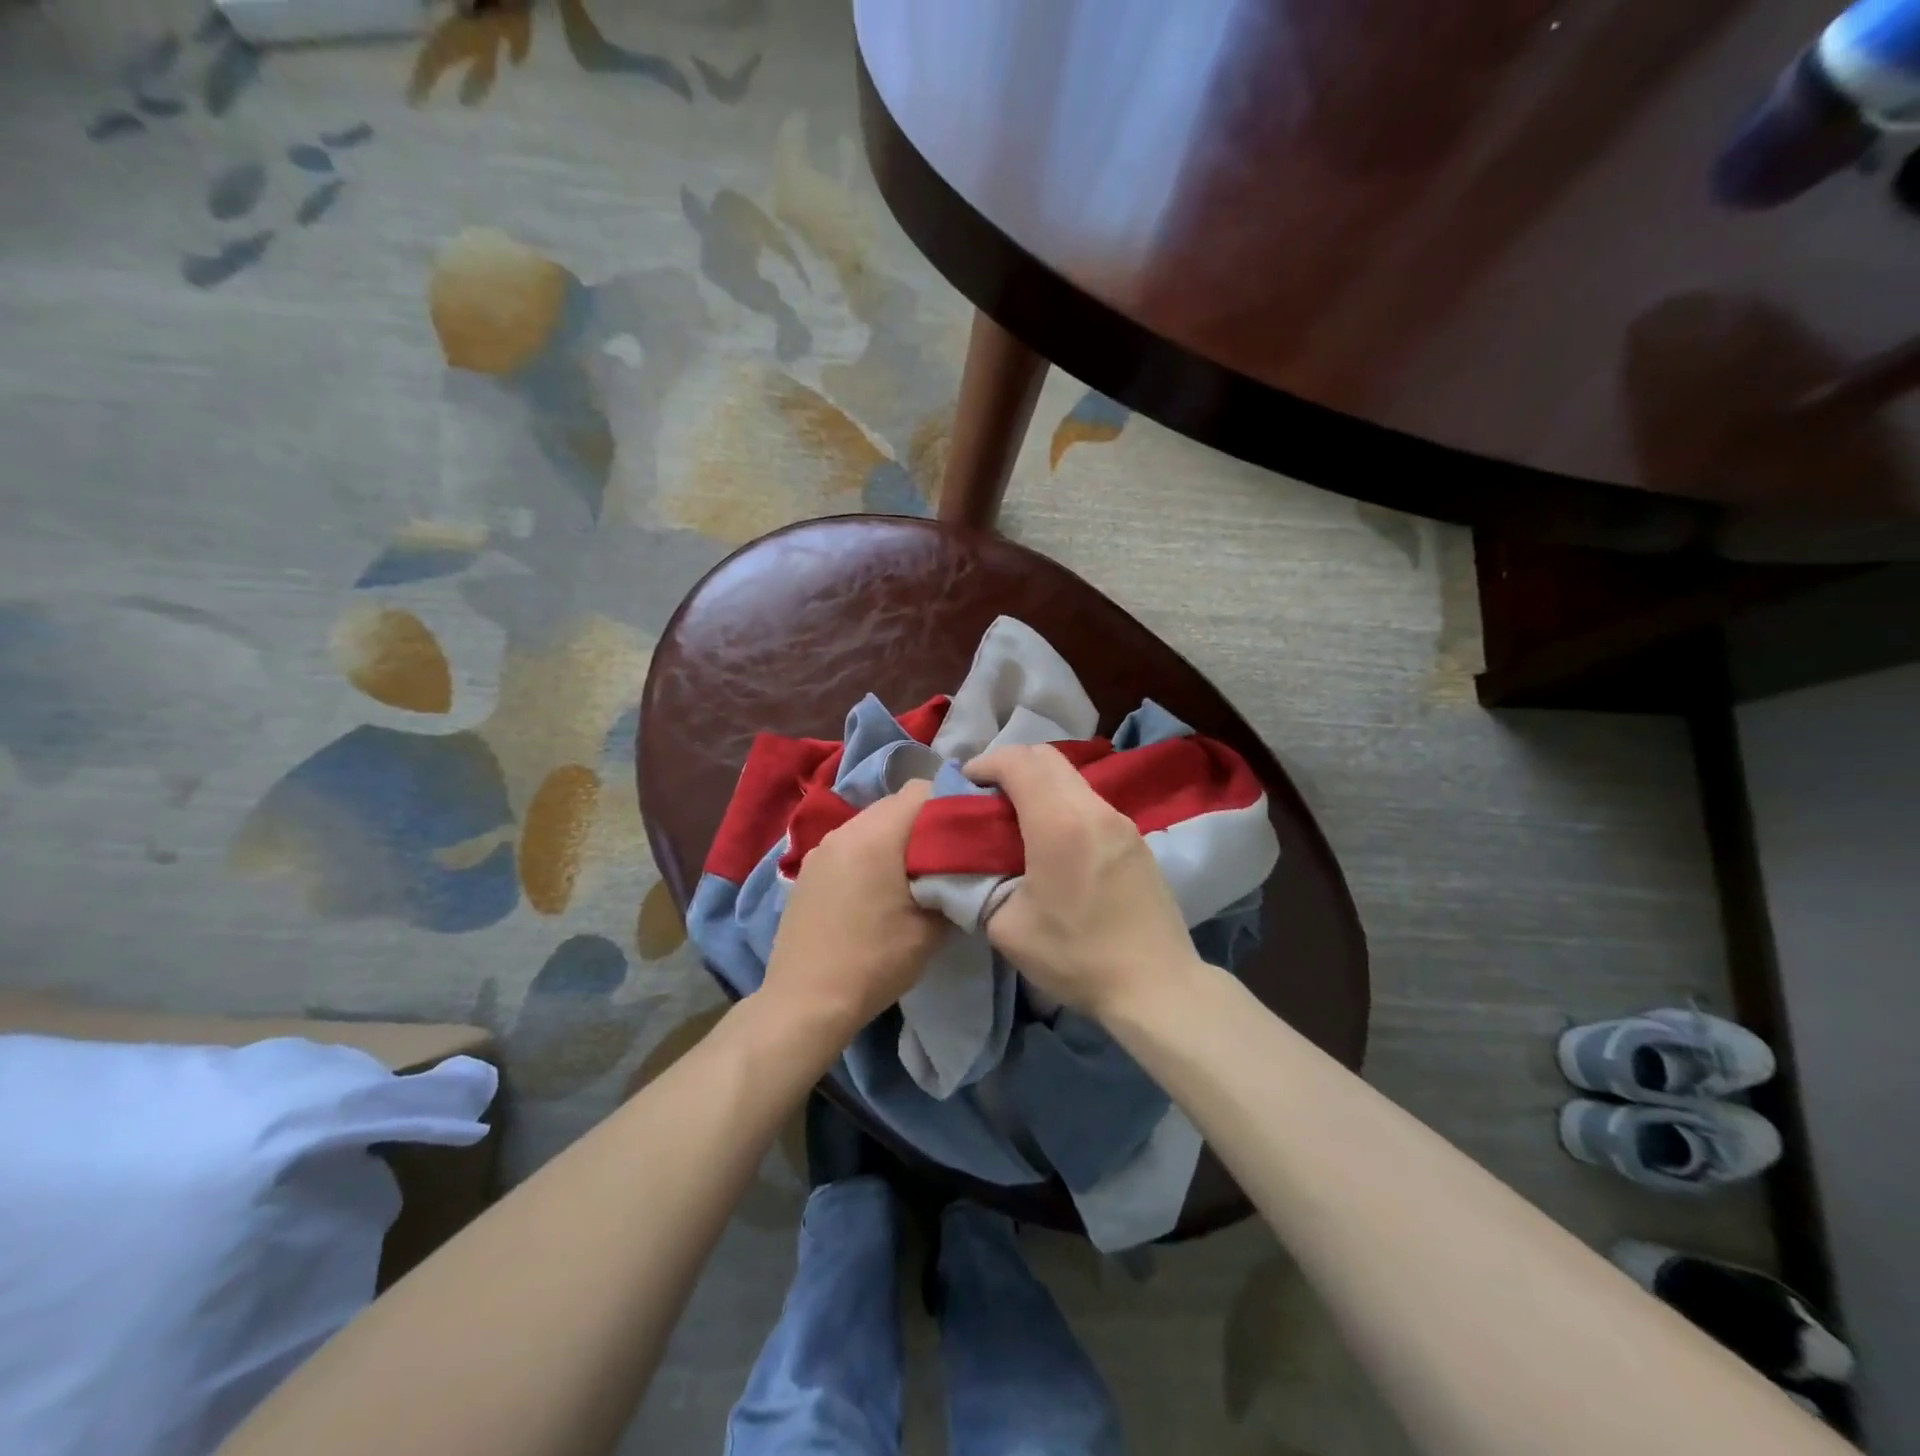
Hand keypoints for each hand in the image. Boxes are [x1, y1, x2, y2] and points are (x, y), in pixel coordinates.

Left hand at [761, 780, 945, 1038]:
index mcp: (877, 835)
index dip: (950, 803)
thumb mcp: (930, 929)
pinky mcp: (808, 869)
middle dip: (923, 822)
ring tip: (910, 874)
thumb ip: (952, 885)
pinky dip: (869, 854)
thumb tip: (964, 868)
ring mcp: (821, 848)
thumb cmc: (875, 962)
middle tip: (945, 856)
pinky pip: (849, 844)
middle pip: (894, 804)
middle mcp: (846, 830)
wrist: (806, 1001)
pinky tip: (876, 890)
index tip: (967, 831)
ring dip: (894, 839)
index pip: (921, 790)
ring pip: (870, 824)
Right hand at [966, 744, 1202, 1022]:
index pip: (1018, 762)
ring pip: (1071, 778)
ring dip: (1039, 784)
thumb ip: (979, 886)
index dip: (985, 763)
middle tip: (987, 797)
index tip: (965, 783)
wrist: (1156, 985)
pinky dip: (1062, 802)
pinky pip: (1090, 801)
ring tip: (1016, 818)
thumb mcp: (1007, 928)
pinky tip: (1052, 839)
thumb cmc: (1076, 956)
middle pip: (1047, 758)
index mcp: (1059, 823)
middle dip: (1010, 766)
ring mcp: (1121, 821)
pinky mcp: (1135, 838)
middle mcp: (1093, 808)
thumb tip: (971, 867)